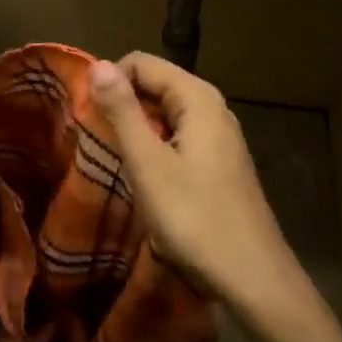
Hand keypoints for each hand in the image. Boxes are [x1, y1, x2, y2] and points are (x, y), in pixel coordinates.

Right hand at [89, 53, 294, 305]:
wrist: (253, 277)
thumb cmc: (195, 217)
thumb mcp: (148, 163)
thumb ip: (123, 111)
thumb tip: (99, 64)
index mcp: (197, 98)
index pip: (142, 63)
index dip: (110, 82)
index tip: (88, 117)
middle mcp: (213, 107)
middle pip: (156, 84)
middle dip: (123, 104)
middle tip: (97, 141)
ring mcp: (220, 135)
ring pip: (166, 112)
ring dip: (138, 128)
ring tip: (116, 159)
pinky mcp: (221, 162)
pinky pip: (180, 136)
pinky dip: (157, 146)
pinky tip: (146, 177)